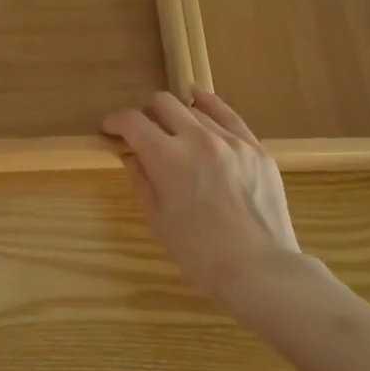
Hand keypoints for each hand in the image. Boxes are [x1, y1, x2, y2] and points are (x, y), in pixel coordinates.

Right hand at [103, 89, 312, 310]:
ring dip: (177, 118)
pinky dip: (209, 105)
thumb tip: (131, 154)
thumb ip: (140, 179)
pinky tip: (199, 100)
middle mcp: (197, 138)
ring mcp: (231, 140)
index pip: (133, 122)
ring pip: (194, 110)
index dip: (116, 121)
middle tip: (143, 132)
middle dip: (146, 113)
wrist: (259, 269)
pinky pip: (228, 115)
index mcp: (167, 158)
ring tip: (176, 134)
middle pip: (163, 104)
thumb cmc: (199, 253)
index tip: (110, 129)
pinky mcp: (255, 147)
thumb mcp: (157, 219)